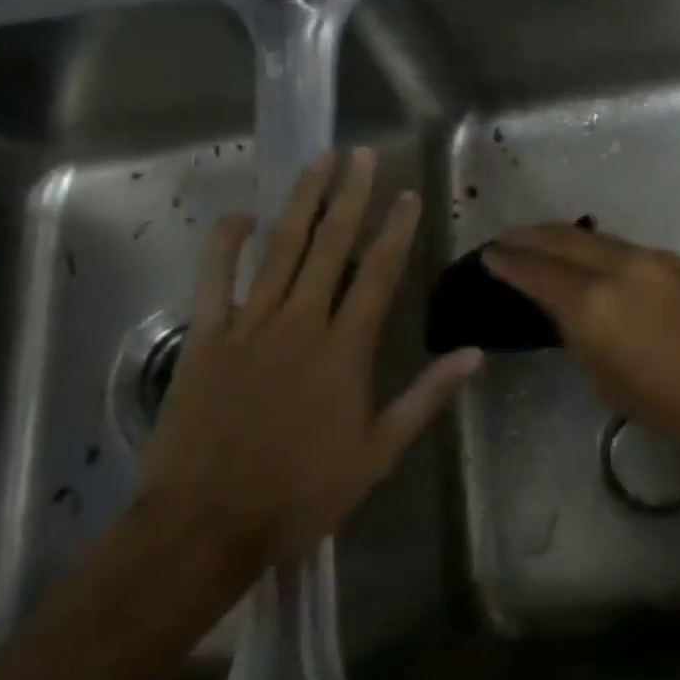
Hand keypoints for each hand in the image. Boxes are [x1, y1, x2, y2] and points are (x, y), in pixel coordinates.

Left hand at [137, 148, 481, 579]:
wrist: (207, 525)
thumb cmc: (301, 492)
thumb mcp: (378, 453)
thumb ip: (425, 397)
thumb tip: (473, 354)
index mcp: (345, 349)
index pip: (379, 273)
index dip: (396, 229)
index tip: (408, 194)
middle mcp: (301, 322)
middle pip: (330, 246)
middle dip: (350, 196)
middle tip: (361, 154)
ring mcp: (249, 325)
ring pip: (280, 249)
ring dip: (301, 202)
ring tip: (318, 162)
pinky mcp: (206, 338)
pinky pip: (215, 280)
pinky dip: (226, 244)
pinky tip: (240, 215)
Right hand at [483, 224, 679, 460]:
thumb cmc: (676, 406)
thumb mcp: (610, 380)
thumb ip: (583, 336)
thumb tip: (571, 313)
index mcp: (594, 304)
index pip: (538, 272)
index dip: (509, 262)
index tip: (489, 255)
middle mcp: (620, 267)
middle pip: (564, 239)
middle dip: (530, 236)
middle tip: (507, 238)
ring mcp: (653, 259)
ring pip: (597, 239)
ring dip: (565, 238)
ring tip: (544, 243)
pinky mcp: (679, 262)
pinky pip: (625, 247)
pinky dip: (599, 249)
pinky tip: (595, 261)